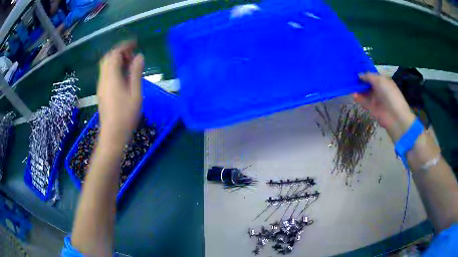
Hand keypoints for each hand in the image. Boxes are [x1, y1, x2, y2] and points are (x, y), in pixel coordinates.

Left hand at [97, 41, 143, 145]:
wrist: (113, 135)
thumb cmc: (126, 116)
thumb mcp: (135, 93)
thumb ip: (136, 73)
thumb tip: (139, 56)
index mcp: (111, 77)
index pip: (114, 54)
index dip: (124, 46)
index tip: (135, 43)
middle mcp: (103, 79)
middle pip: (107, 58)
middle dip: (119, 51)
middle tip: (132, 54)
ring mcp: (101, 85)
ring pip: (105, 65)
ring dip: (116, 60)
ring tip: (129, 63)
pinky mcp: (101, 91)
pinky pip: (105, 73)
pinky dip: (113, 68)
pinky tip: (123, 75)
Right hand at [354, 72, 415, 141]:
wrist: (395, 116)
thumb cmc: (389, 94)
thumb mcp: (380, 80)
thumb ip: (368, 76)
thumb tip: (359, 75)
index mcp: (383, 81)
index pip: (372, 75)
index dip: (364, 72)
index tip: (354, 69)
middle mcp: (379, 89)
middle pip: (367, 83)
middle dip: (359, 80)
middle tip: (349, 76)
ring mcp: (375, 99)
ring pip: (364, 92)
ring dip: (358, 89)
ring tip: (349, 85)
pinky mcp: (371, 108)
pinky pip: (363, 101)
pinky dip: (358, 98)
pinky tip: (353, 94)